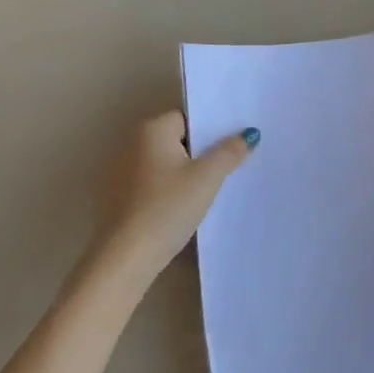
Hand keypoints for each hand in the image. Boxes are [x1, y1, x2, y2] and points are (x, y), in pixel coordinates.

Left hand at [92, 111, 256, 286]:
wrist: (129, 254)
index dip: (211, 130)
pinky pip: (156, 181)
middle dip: (202, 151)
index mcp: (152, 130)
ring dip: (188, 171)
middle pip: (177, 139)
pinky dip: (172, 188)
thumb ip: (229, 152)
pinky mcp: (123, 195)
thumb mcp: (207, 178)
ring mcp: (124, 170)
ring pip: (167, 162)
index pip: (188, 118)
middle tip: (232, 164)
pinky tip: (189, 204)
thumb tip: (250, 132)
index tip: (233, 144)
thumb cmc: (169, 207)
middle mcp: (133, 143)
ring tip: (216, 186)